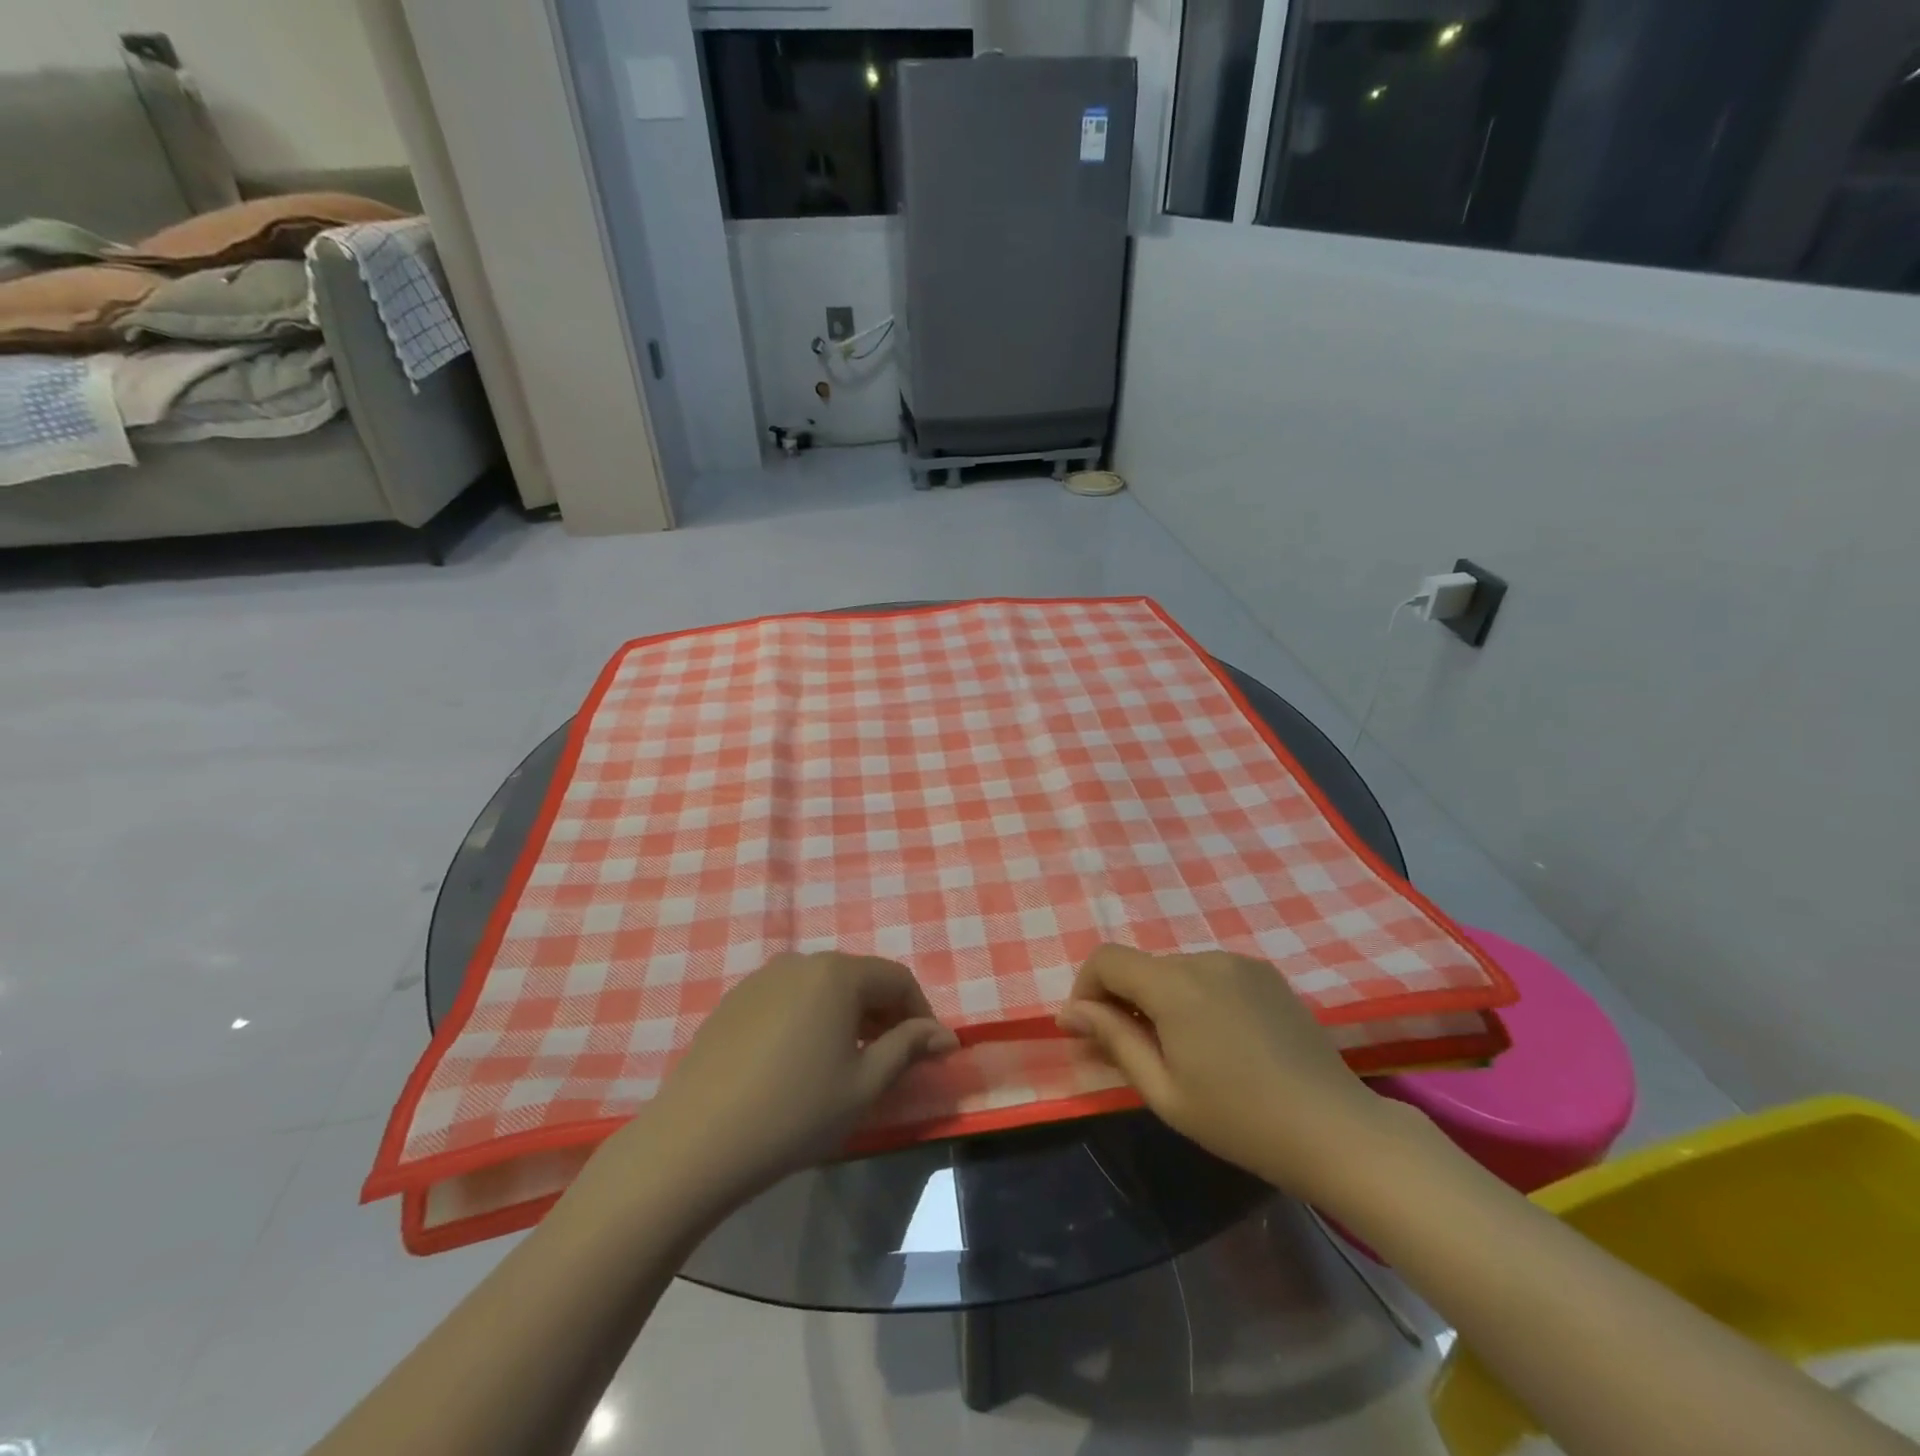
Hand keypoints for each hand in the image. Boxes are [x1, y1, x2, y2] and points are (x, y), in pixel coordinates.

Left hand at [634, 952, 957, 1203]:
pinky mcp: (734, 1002)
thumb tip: (946, 1036)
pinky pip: (789, 1000)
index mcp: (837, 973)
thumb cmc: (794, 1112)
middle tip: (895, 1059)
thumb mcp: (864, 1085)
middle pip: (859, 978)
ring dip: (848, 1016)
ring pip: (823, 988)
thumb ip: (909, 1049)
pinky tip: (802, 1062)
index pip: (897, 979)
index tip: (931, 1052)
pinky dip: (811, 1020)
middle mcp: (800, 962)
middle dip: (885, 1014)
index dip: (922, 1013)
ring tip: (851, 1061)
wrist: (695, 1142)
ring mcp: (761, 979)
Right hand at [1056, 944, 1393, 1194]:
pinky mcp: (1266, 974)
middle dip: (1124, 1000)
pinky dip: (1195, 997)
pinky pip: (1210, 975)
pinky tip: (1219, 1042)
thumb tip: (1069, 1012)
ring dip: (1161, 1000)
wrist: (1336, 1130)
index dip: (1086, 989)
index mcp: (1174, 985)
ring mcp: (1240, 963)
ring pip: (1176, 971)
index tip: (1090, 1032)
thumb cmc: (1240, 1120)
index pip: (1106, 958)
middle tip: (1133, 1054)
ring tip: (1182, 1052)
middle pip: (1142, 966)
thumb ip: (1113, 1040)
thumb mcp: (1164, 1091)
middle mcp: (1204, 958)